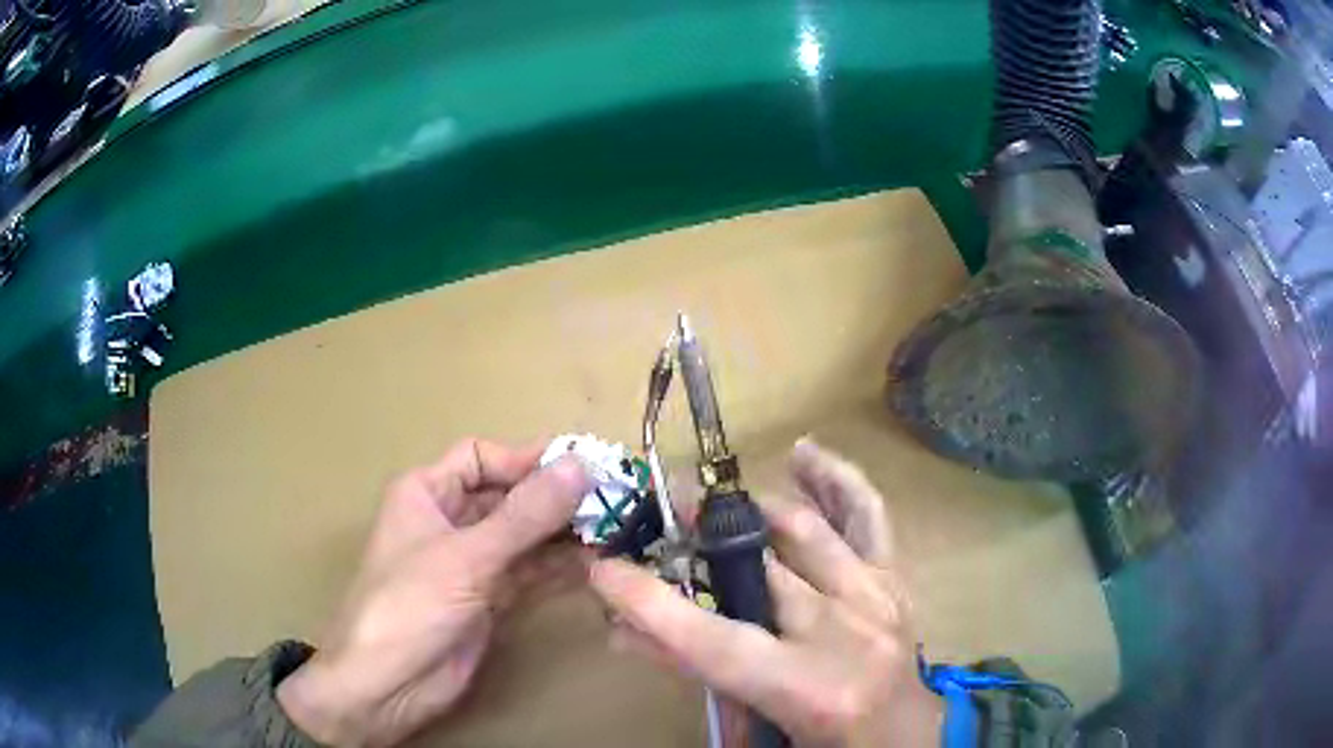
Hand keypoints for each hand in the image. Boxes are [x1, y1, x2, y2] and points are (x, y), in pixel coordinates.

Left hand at [277, 439, 590, 746]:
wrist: (387, 685)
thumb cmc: (409, 606)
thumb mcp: (466, 557)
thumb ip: (525, 516)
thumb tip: (581, 466)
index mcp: (426, 494)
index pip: (481, 458)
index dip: (526, 459)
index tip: (582, 466)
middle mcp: (449, 522)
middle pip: (508, 498)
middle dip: (555, 499)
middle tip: (613, 502)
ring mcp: (471, 565)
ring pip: (524, 538)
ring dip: (564, 535)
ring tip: (615, 533)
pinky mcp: (489, 600)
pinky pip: (529, 574)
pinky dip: (559, 569)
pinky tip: (596, 565)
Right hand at [590, 439, 941, 746]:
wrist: (905, 740)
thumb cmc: (826, 745)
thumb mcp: (753, 727)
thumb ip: (694, 679)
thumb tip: (626, 633)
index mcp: (808, 688)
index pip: (712, 640)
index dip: (650, 602)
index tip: (604, 570)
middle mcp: (845, 633)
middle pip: (758, 570)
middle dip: (698, 539)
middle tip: (658, 522)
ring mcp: (876, 596)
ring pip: (806, 530)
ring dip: (750, 510)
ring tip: (708, 499)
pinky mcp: (895, 579)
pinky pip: (867, 514)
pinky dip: (835, 479)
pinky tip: (804, 452)